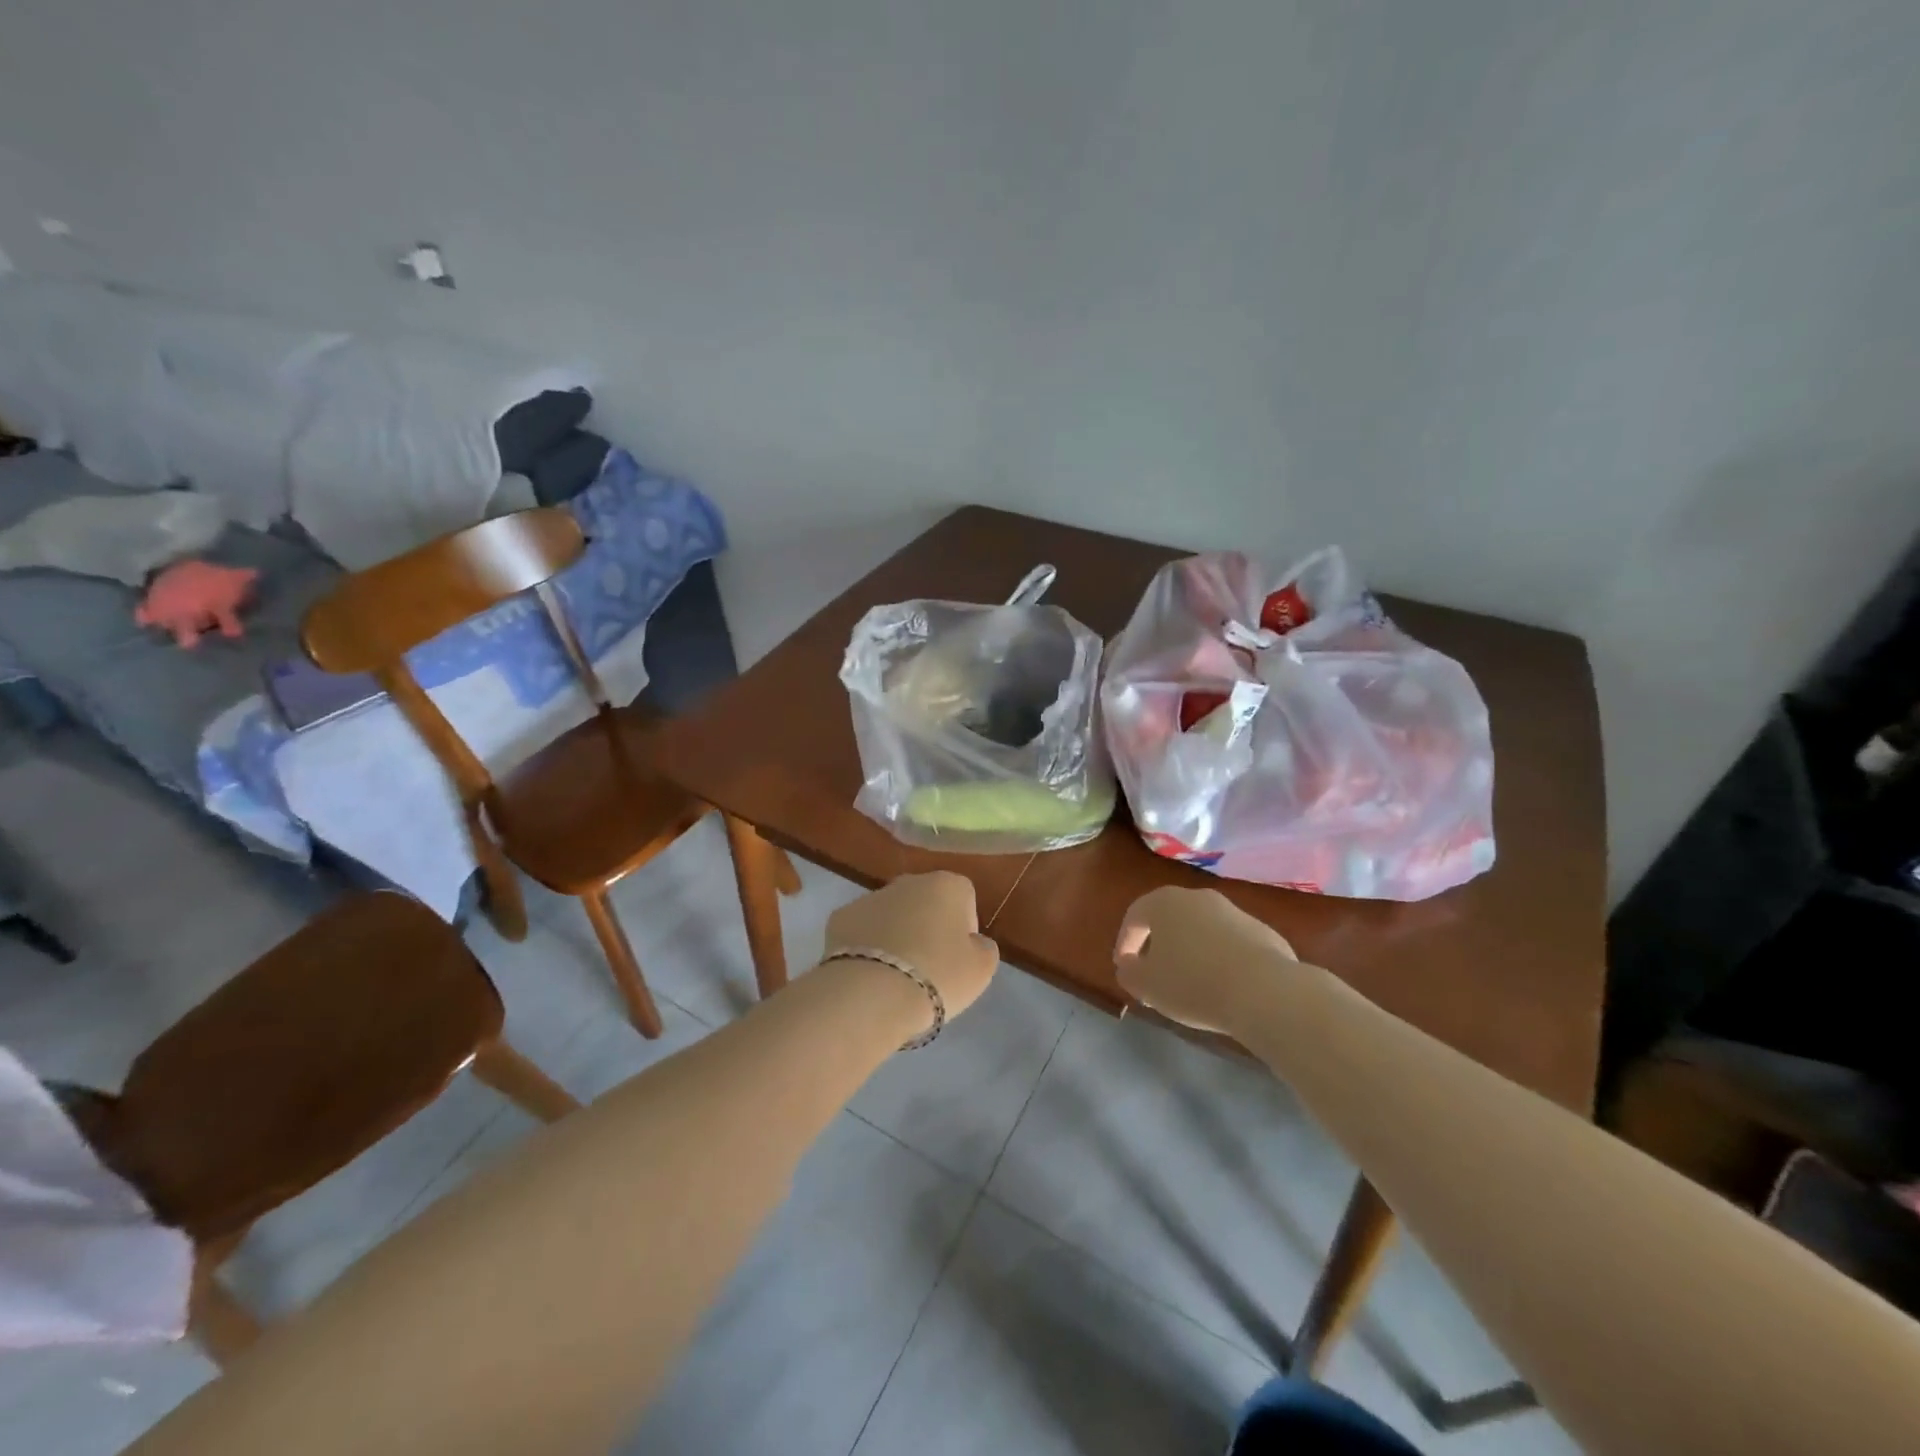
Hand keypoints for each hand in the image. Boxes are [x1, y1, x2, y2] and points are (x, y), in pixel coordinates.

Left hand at [825, 873, 998, 1020]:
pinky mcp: (839, 918)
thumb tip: (973, 942)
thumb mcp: (981, 969)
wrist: (871, 993)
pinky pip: (862, 931)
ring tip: (896, 977)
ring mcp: (870, 897)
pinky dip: (867, 947)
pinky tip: (869, 975)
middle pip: (925, 901)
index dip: (964, 929)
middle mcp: (908, 881)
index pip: (964, 897)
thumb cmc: (937, 975)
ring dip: (896, 935)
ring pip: (891, 914)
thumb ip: (983, 948)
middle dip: (927, 927)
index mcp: (947, 885)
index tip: (958, 958)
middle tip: (928, 967)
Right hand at [1113, 886, 1296, 1034]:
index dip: (1125, 942)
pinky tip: (1224, 986)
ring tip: (1191, 983)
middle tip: (1156, 973)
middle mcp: (1199, 897)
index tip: (1125, 967)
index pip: (1135, 916)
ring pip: (1202, 929)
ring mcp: (1234, 912)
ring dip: (1192, 950)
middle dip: (1159, 944)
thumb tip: (1129, 965)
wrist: (1264, 992)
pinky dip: (1221, 959)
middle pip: (1170, 918)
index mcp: (1165, 902)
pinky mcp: (1263, 932)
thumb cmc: (1193, 983)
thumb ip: (1129, 972)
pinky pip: (1231, 943)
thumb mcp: (1146, 985)